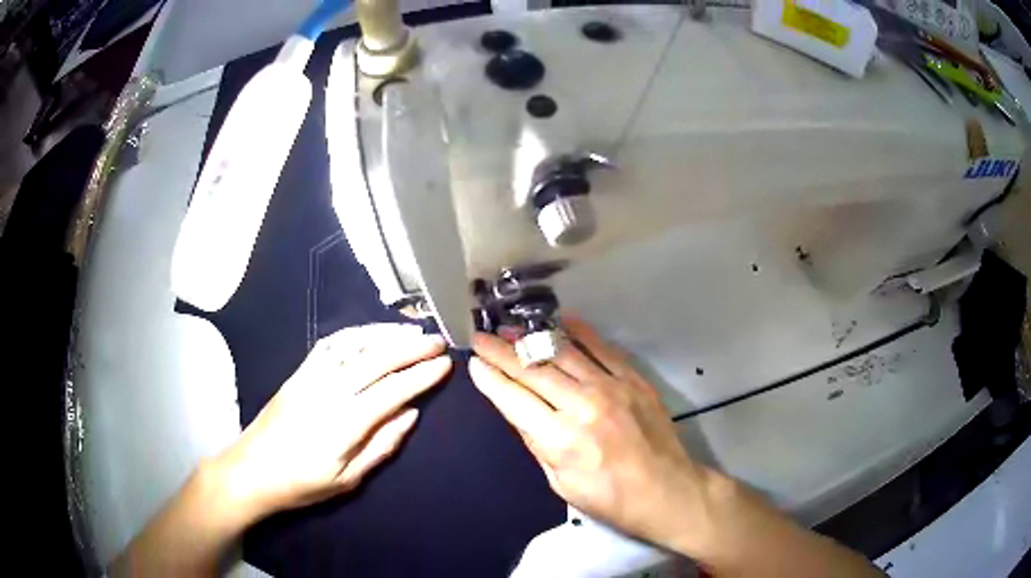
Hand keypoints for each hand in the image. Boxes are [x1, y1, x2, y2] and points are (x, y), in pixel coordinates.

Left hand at [215, 323, 451, 517]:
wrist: (251, 469)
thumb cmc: (302, 484)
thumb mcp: (348, 479)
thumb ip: (382, 445)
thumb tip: (411, 414)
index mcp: (344, 423)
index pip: (392, 390)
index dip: (421, 375)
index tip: (444, 365)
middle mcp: (329, 391)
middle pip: (376, 359)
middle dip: (411, 347)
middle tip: (438, 341)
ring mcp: (311, 377)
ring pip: (354, 345)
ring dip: (385, 334)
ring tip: (411, 331)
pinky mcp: (298, 372)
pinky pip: (330, 345)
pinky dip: (354, 334)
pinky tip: (370, 333)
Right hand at [469, 317, 714, 551]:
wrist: (667, 491)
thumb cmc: (611, 499)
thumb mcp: (561, 484)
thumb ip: (538, 444)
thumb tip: (518, 411)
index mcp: (560, 439)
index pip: (514, 399)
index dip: (490, 379)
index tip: (474, 362)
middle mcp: (582, 406)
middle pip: (533, 371)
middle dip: (501, 352)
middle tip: (481, 337)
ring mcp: (611, 388)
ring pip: (562, 354)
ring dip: (532, 339)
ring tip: (511, 328)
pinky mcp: (633, 380)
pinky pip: (602, 348)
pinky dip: (580, 332)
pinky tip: (561, 321)